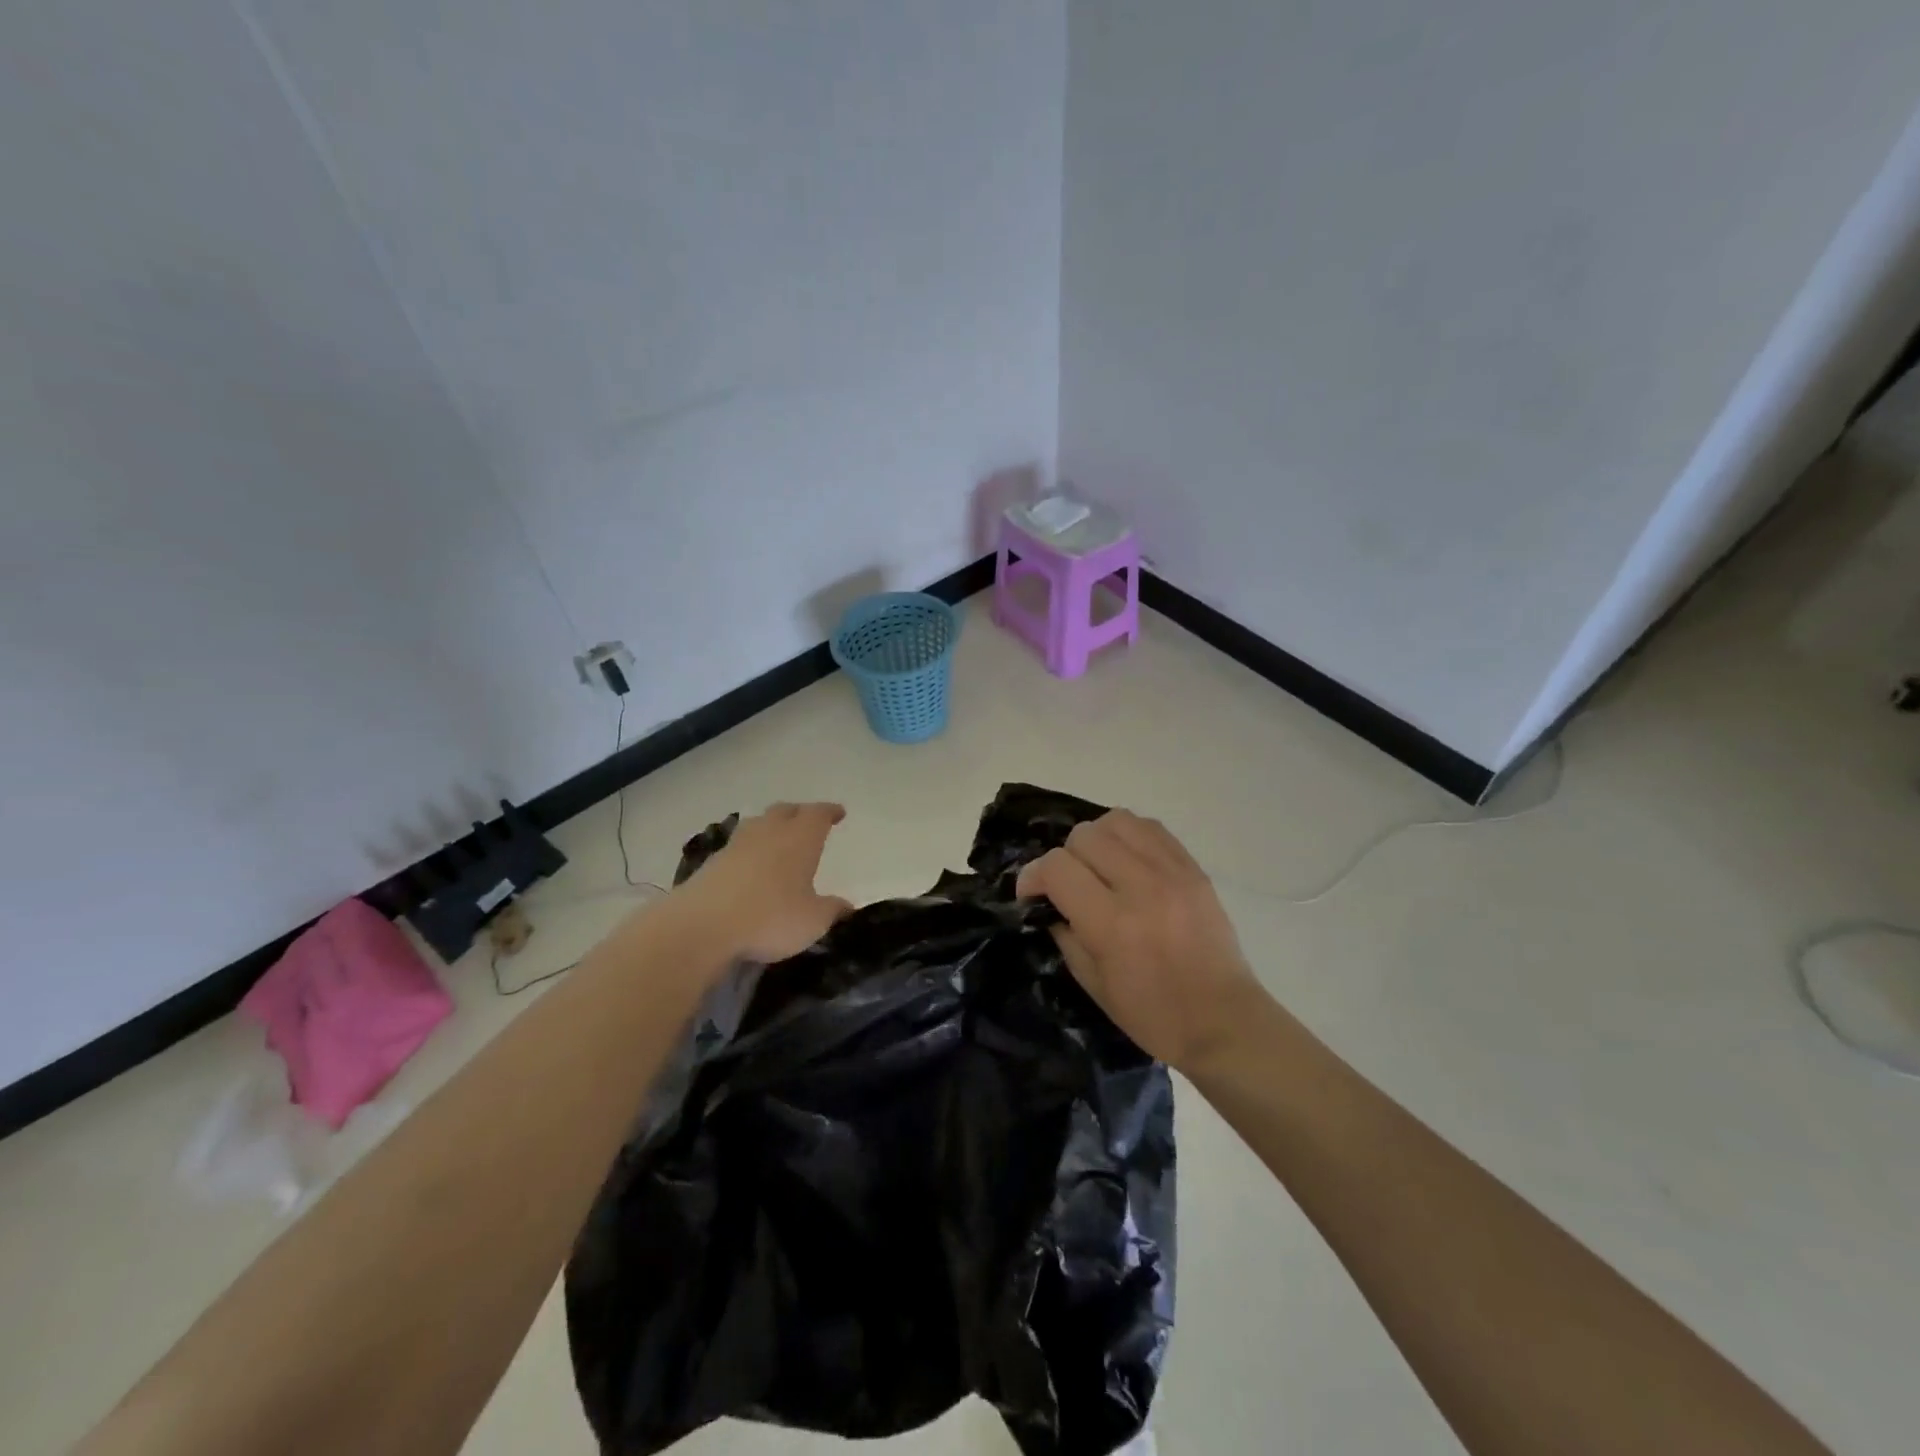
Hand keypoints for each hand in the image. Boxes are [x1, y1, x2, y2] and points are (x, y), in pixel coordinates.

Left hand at [671, 802, 854, 966]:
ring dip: (771, 826)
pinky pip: (738, 845)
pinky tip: (751, 864)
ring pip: (759, 823)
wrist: (702, 925)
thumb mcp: (813, 921)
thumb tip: (847, 905)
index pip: (818, 814)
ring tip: (778, 839)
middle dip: (800, 814)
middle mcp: (769, 832)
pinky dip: (750, 849)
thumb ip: (832, 910)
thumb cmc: (770, 917)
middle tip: (809, 823)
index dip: (830, 812)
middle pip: (786, 810)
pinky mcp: (713, 862)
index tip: (838, 813)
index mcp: (800, 838)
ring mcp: (737, 844)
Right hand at [1017, 810, 1264, 1071]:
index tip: (1032, 894)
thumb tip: (1049, 902)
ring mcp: (1172, 873)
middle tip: (1070, 885)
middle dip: (1064, 857)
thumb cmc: (1154, 1016)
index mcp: (1113, 925)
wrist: (1225, 1022)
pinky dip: (1129, 838)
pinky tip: (1128, 862)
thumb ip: (1065, 934)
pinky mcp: (1194, 869)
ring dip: (1097, 840)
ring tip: (1100, 867)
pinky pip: (1151, 828)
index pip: (1057, 867)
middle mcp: (1142, 888)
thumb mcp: (1093, 984)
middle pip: (1084, 836)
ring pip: (1117, 820)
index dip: (1033, 876)